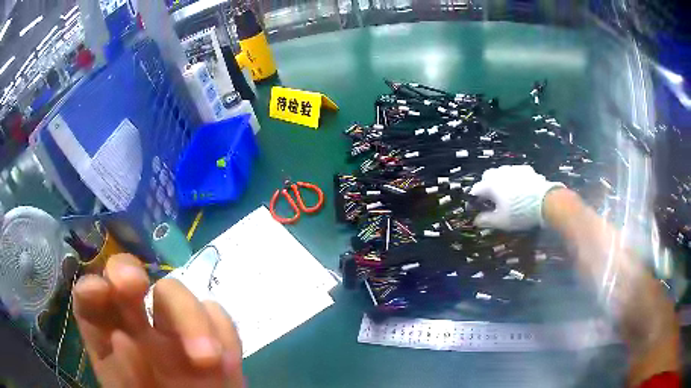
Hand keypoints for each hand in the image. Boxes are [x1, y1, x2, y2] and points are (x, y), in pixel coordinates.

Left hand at [72, 254, 242, 387]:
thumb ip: (122, 375)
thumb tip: (123, 340)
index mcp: (109, 341)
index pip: (90, 302)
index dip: (90, 289)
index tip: (99, 292)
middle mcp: (138, 328)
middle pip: (128, 278)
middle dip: (128, 272)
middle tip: (134, 284)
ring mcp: (174, 332)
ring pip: (174, 293)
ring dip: (189, 315)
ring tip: (207, 360)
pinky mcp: (211, 339)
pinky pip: (217, 317)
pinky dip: (222, 334)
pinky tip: (224, 365)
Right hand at [469, 165, 563, 230]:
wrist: (546, 201)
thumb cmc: (520, 213)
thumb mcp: (501, 221)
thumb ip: (486, 220)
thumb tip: (476, 221)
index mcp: (491, 185)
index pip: (476, 189)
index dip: (473, 199)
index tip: (474, 208)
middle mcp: (500, 173)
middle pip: (487, 176)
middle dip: (486, 186)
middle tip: (490, 199)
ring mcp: (514, 169)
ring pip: (502, 172)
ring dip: (500, 181)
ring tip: (506, 193)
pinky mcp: (527, 170)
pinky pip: (516, 173)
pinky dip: (514, 179)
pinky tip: (519, 189)